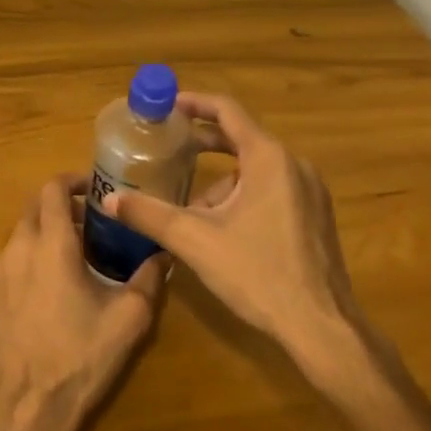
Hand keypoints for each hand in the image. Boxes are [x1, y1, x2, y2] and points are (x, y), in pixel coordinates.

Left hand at [0, 174, 168, 430]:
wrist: (25, 405)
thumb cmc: (80, 357)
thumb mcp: (128, 319)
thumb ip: (148, 280)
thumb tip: (163, 255)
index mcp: (50, 245)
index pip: (52, 189)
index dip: (73, 180)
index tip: (95, 189)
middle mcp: (18, 249)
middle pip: (33, 206)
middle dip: (60, 204)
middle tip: (91, 221)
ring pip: (20, 232)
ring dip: (45, 230)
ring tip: (77, 253)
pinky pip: (11, 258)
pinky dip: (31, 254)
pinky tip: (53, 284)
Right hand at [100, 93, 394, 401]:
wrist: (321, 327)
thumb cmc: (258, 274)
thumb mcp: (194, 241)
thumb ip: (149, 214)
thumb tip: (108, 200)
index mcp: (269, 158)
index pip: (227, 111)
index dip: (193, 103)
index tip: (165, 107)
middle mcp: (294, 165)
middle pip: (241, 138)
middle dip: (202, 143)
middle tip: (167, 148)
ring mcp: (310, 192)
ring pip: (255, 170)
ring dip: (220, 182)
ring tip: (189, 210)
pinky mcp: (315, 216)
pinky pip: (272, 189)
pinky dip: (242, 196)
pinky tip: (222, 229)